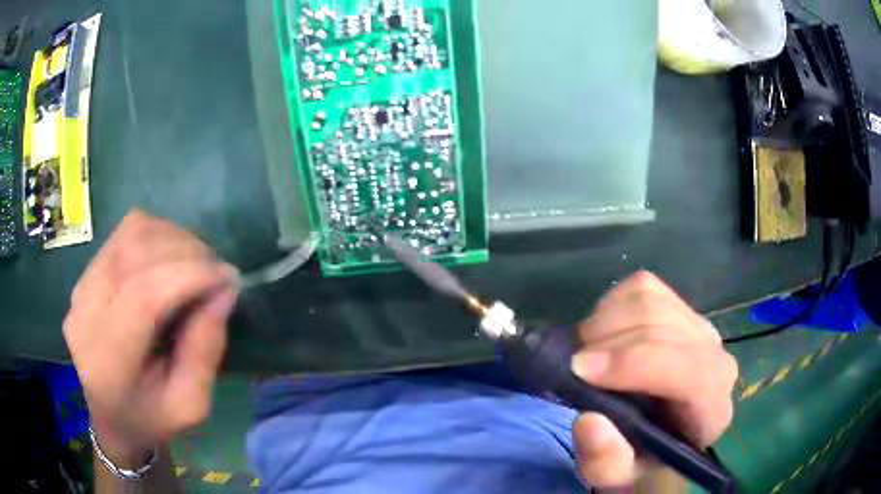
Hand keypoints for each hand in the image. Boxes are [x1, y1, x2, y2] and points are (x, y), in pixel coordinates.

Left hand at [63, 210, 239, 466]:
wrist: (109, 414)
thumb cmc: (150, 418)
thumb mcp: (189, 405)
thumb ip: (205, 353)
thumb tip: (223, 292)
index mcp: (109, 360)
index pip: (143, 294)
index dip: (189, 276)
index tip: (228, 279)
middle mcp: (87, 312)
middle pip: (136, 253)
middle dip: (187, 253)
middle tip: (217, 274)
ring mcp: (82, 285)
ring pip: (132, 232)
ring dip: (173, 239)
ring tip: (196, 265)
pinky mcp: (87, 272)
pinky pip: (125, 232)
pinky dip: (157, 235)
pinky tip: (171, 259)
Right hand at [570, 271, 736, 487]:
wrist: (659, 436)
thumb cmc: (641, 460)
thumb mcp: (617, 477)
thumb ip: (606, 462)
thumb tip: (589, 421)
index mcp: (712, 408)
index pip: (688, 370)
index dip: (634, 363)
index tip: (579, 370)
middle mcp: (716, 358)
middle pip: (661, 325)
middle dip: (607, 341)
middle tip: (572, 367)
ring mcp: (700, 327)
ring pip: (649, 298)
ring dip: (605, 323)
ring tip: (587, 354)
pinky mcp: (681, 307)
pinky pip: (642, 287)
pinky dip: (611, 306)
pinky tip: (605, 337)